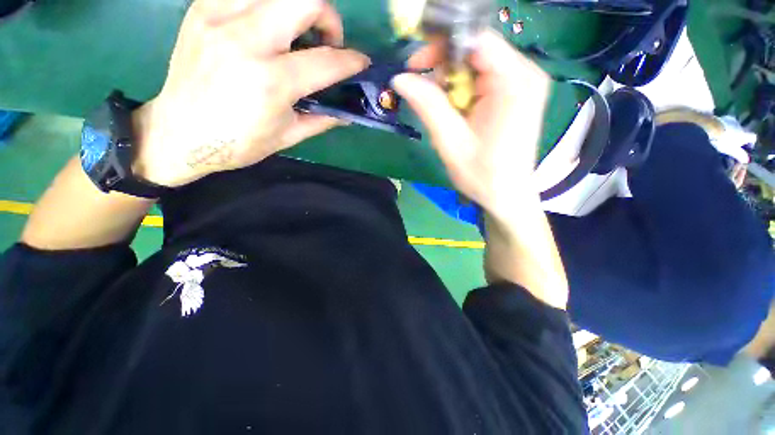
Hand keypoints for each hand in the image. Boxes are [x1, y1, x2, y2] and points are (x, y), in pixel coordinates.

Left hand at [133, 0, 369, 186]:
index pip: (327, 60)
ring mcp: (220, 17)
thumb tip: (347, 112)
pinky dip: (267, 5)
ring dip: (297, 6)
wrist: (179, 133)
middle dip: (329, 17)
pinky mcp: (203, 9)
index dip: (352, 61)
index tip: (361, 63)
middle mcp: (247, 40)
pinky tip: (268, 25)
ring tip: (297, 31)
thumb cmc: (238, 143)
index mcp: (272, 82)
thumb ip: (322, 119)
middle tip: (326, 40)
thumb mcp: (288, 136)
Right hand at [392, 30, 550, 218]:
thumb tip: (400, 78)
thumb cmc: (482, 175)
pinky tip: (456, 113)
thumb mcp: (451, 142)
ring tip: (443, 112)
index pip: (475, 38)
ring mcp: (522, 83)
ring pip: (476, 64)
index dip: (442, 45)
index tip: (416, 65)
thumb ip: (428, 106)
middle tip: (424, 92)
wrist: (507, 196)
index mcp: (514, 81)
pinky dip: (463, 91)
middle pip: (476, 49)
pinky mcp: (515, 94)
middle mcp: (524, 73)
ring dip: (452, 83)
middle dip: (445, 67)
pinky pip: (482, 79)